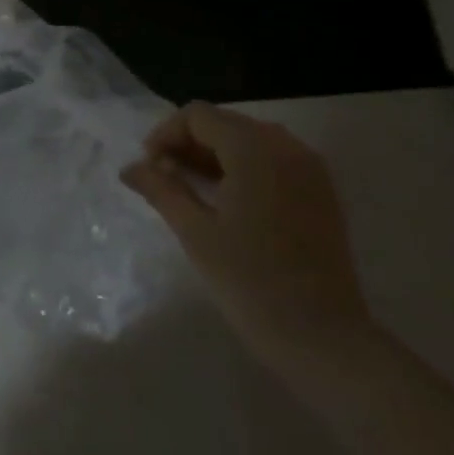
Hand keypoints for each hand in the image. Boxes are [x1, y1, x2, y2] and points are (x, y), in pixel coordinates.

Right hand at [121, 103, 371, 367]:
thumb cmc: (250, 282)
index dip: (166, 134)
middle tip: (163, 178)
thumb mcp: (195, 232)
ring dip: (214, 154)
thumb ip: (161, 189)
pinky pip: (274, 160)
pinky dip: (244, 167)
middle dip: (188, 143)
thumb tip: (130, 167)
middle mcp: (287, 147)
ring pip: (250, 139)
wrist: (323, 338)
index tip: (149, 167)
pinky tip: (227, 200)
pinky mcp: (321, 192)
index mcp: (255, 149)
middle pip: (225, 122)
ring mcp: (310, 169)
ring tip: (190, 189)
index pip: (198, 116)